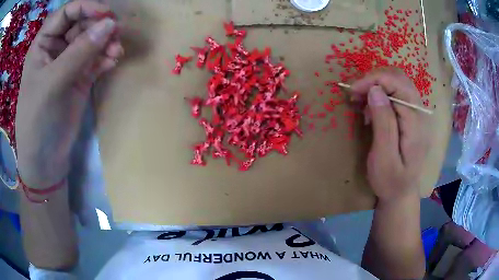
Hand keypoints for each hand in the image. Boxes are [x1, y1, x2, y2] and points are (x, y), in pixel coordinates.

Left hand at [16, 1, 122, 188]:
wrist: (45, 159)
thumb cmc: (37, 120)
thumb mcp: (53, 83)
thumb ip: (79, 52)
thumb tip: (110, 24)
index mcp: (43, 45)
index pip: (66, 13)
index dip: (86, 7)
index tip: (106, 13)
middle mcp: (56, 50)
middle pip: (82, 24)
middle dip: (99, 26)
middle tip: (116, 33)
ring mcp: (69, 64)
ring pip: (92, 41)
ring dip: (106, 42)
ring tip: (116, 51)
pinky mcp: (80, 79)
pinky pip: (96, 60)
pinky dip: (106, 58)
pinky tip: (113, 61)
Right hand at [351, 68, 429, 202]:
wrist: (401, 193)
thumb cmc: (390, 181)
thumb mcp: (384, 158)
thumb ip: (384, 124)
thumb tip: (375, 90)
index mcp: (416, 123)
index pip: (398, 84)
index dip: (374, 80)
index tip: (353, 90)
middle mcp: (420, 112)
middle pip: (399, 78)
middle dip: (374, 79)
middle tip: (356, 94)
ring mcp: (417, 113)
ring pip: (398, 82)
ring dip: (377, 85)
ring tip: (361, 101)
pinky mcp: (412, 116)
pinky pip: (397, 93)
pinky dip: (381, 93)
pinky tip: (372, 108)